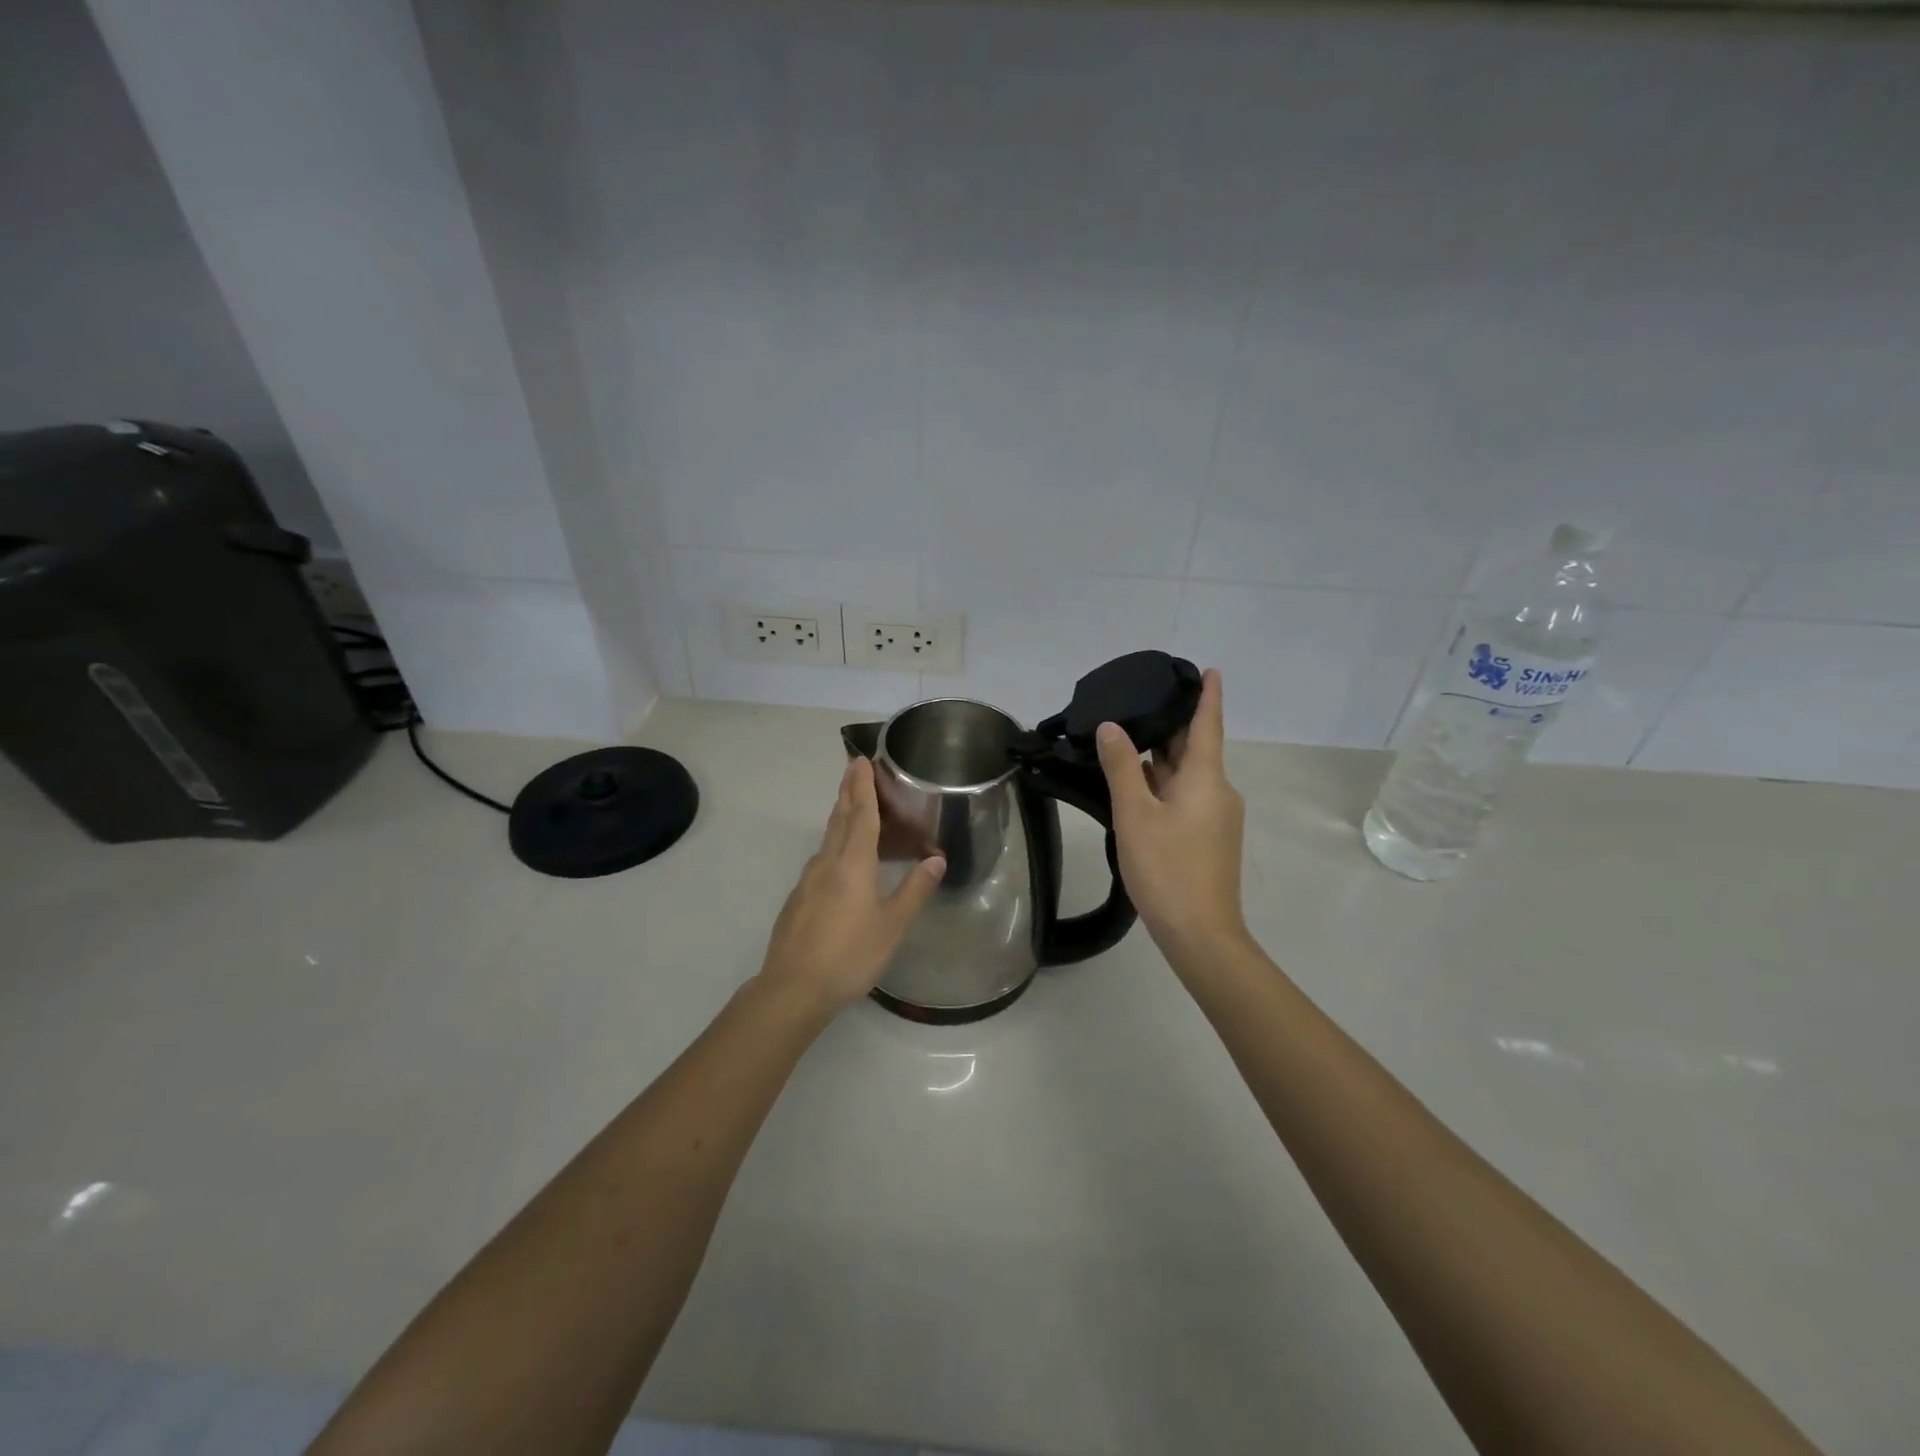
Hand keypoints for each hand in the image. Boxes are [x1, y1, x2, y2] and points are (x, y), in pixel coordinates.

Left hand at [757, 757, 945, 1012]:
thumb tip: (936, 858)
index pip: (861, 814)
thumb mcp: (892, 925)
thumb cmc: (850, 954)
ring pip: (828, 839)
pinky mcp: (798, 898)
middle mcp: (827, 862)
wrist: (793, 987)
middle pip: (839, 818)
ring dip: (841, 817)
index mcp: (853, 863)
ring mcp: (808, 880)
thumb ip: (915, 889)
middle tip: (853, 768)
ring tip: (853, 808)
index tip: (860, 760)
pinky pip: (821, 860)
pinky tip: (840, 862)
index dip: (863, 786)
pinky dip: (834, 846)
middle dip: (848, 792)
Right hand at [1095, 668, 1247, 953]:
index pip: (1207, 724)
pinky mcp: (1207, 837)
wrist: (1200, 933)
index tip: (1209, 670)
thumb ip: (1122, 768)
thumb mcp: (1136, 814)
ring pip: (1187, 774)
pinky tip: (1137, 782)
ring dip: (1163, 755)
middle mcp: (1217, 791)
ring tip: (1129, 734)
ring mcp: (1215, 816)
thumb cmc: (1167, 869)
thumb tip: (1111, 728)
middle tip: (1141, 699)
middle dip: (1172, 725)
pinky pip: (1185, 796)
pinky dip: (1163, 782)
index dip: (1209, 696)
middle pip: (1195, 748)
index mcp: (1206, 779)